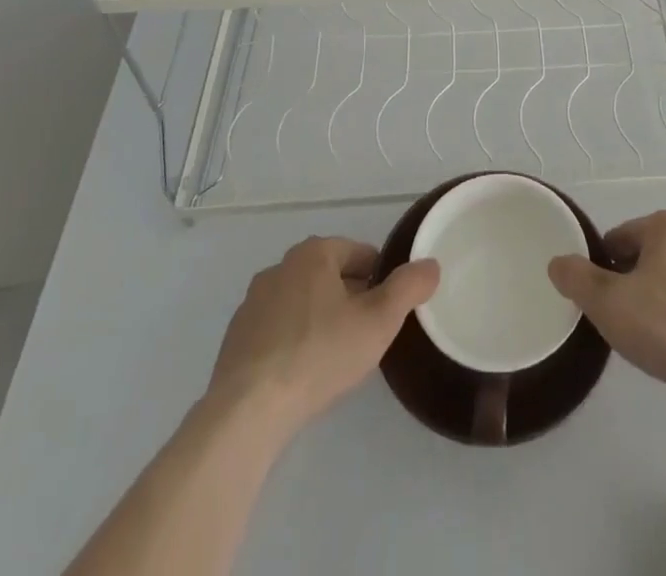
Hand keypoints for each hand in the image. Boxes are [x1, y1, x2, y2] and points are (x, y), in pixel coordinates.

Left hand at [206, 236, 438, 434]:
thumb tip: (431, 265)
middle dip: (350, 298)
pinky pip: (276, 330)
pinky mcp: (235, 339)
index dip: (380, 279)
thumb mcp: (379, 321)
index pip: (360, 254)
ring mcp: (252, 303)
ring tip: (335, 357)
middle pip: (329, 276)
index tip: (388, 311)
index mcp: (314, 253)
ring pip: (301, 302)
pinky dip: (292, 342)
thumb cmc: (319, 354)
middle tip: (366, 334)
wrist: (247, 411)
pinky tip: (301, 374)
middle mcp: (280, 267)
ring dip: (319, 319)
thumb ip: (409, 287)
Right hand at [547, 211, 665, 405]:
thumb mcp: (607, 302)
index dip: (602, 268)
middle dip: (630, 281)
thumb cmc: (664, 326)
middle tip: (620, 318)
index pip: (619, 238)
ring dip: (655, 297)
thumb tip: (557, 262)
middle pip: (645, 255)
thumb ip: (577, 278)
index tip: (599, 300)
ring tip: (647, 334)